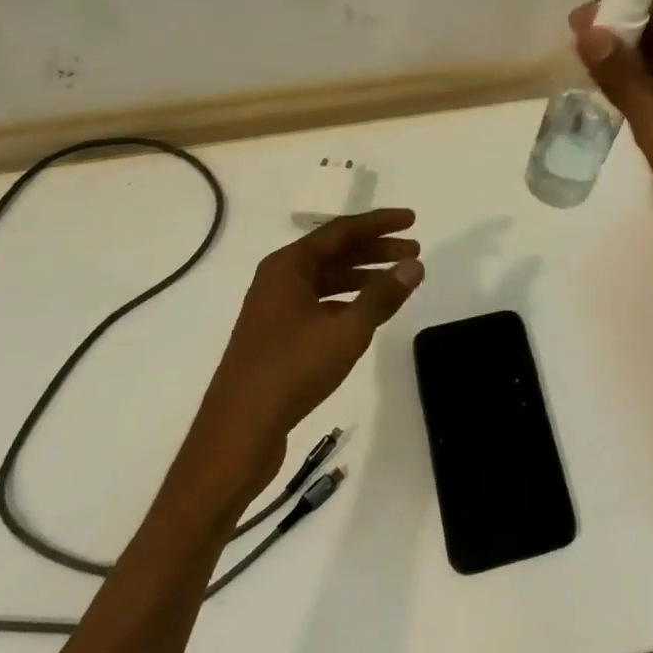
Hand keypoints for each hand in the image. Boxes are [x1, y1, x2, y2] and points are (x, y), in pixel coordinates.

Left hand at [183, 210, 423, 493]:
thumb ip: (382, 295)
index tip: (412, 220)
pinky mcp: (277, 335)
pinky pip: (319, 302)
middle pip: (334, 252)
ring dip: (363, 276)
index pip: (341, 231)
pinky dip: (347, 300)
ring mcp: (275, 308)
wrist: (238, 432)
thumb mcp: (346, 330)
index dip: (379, 223)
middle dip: (376, 250)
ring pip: (327, 279)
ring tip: (398, 281)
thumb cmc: (292, 370)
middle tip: (414, 252)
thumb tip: (414, 265)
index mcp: (287, 266)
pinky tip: (367, 313)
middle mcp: (278, 279)